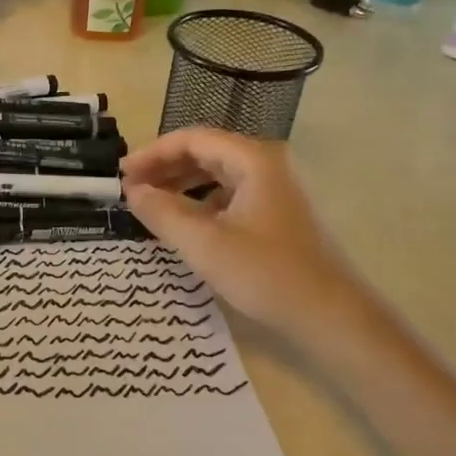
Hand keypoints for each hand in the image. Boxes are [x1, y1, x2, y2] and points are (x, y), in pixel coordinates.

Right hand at [121, 127, 360, 340]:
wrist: (333, 317)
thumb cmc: (267, 274)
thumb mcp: (204, 244)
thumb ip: (162, 212)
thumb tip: (132, 191)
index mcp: (254, 160)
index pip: (192, 139)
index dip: (152, 154)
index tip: (122, 175)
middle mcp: (268, 165)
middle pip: (206, 153)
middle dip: (164, 168)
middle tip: (131, 190)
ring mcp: (277, 190)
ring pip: (218, 175)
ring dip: (181, 185)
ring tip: (151, 205)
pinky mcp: (279, 214)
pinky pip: (231, 195)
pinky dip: (202, 203)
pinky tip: (185, 224)